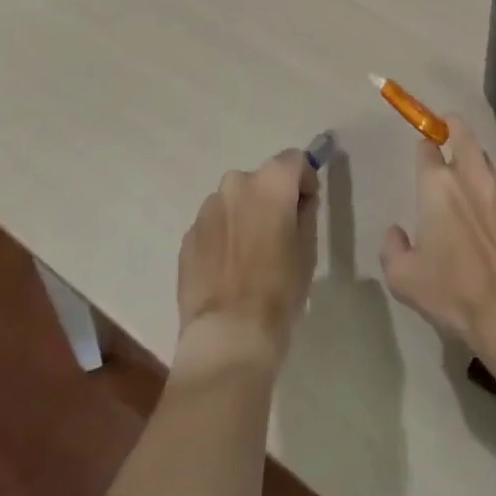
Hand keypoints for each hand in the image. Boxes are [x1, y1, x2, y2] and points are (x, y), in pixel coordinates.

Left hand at [175, 149, 318, 375]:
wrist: (229, 334)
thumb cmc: (279, 288)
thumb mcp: (308, 247)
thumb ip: (304, 212)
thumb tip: (298, 201)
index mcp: (271, 181)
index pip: (294, 160)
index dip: (304, 181)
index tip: (307, 207)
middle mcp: (236, 184)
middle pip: (261, 180)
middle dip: (271, 198)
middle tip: (279, 232)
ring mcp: (207, 210)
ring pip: (234, 202)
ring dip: (244, 216)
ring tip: (250, 255)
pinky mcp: (187, 237)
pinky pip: (213, 226)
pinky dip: (223, 237)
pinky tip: (228, 270)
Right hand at [380, 116, 495, 359]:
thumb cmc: (452, 291)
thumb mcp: (403, 278)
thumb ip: (392, 248)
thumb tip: (396, 232)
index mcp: (437, 186)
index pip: (427, 148)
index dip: (424, 147)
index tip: (423, 155)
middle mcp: (470, 176)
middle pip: (462, 132)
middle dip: (452, 125)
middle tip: (447, 130)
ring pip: (487, 157)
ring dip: (477, 159)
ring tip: (471, 175)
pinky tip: (494, 206)